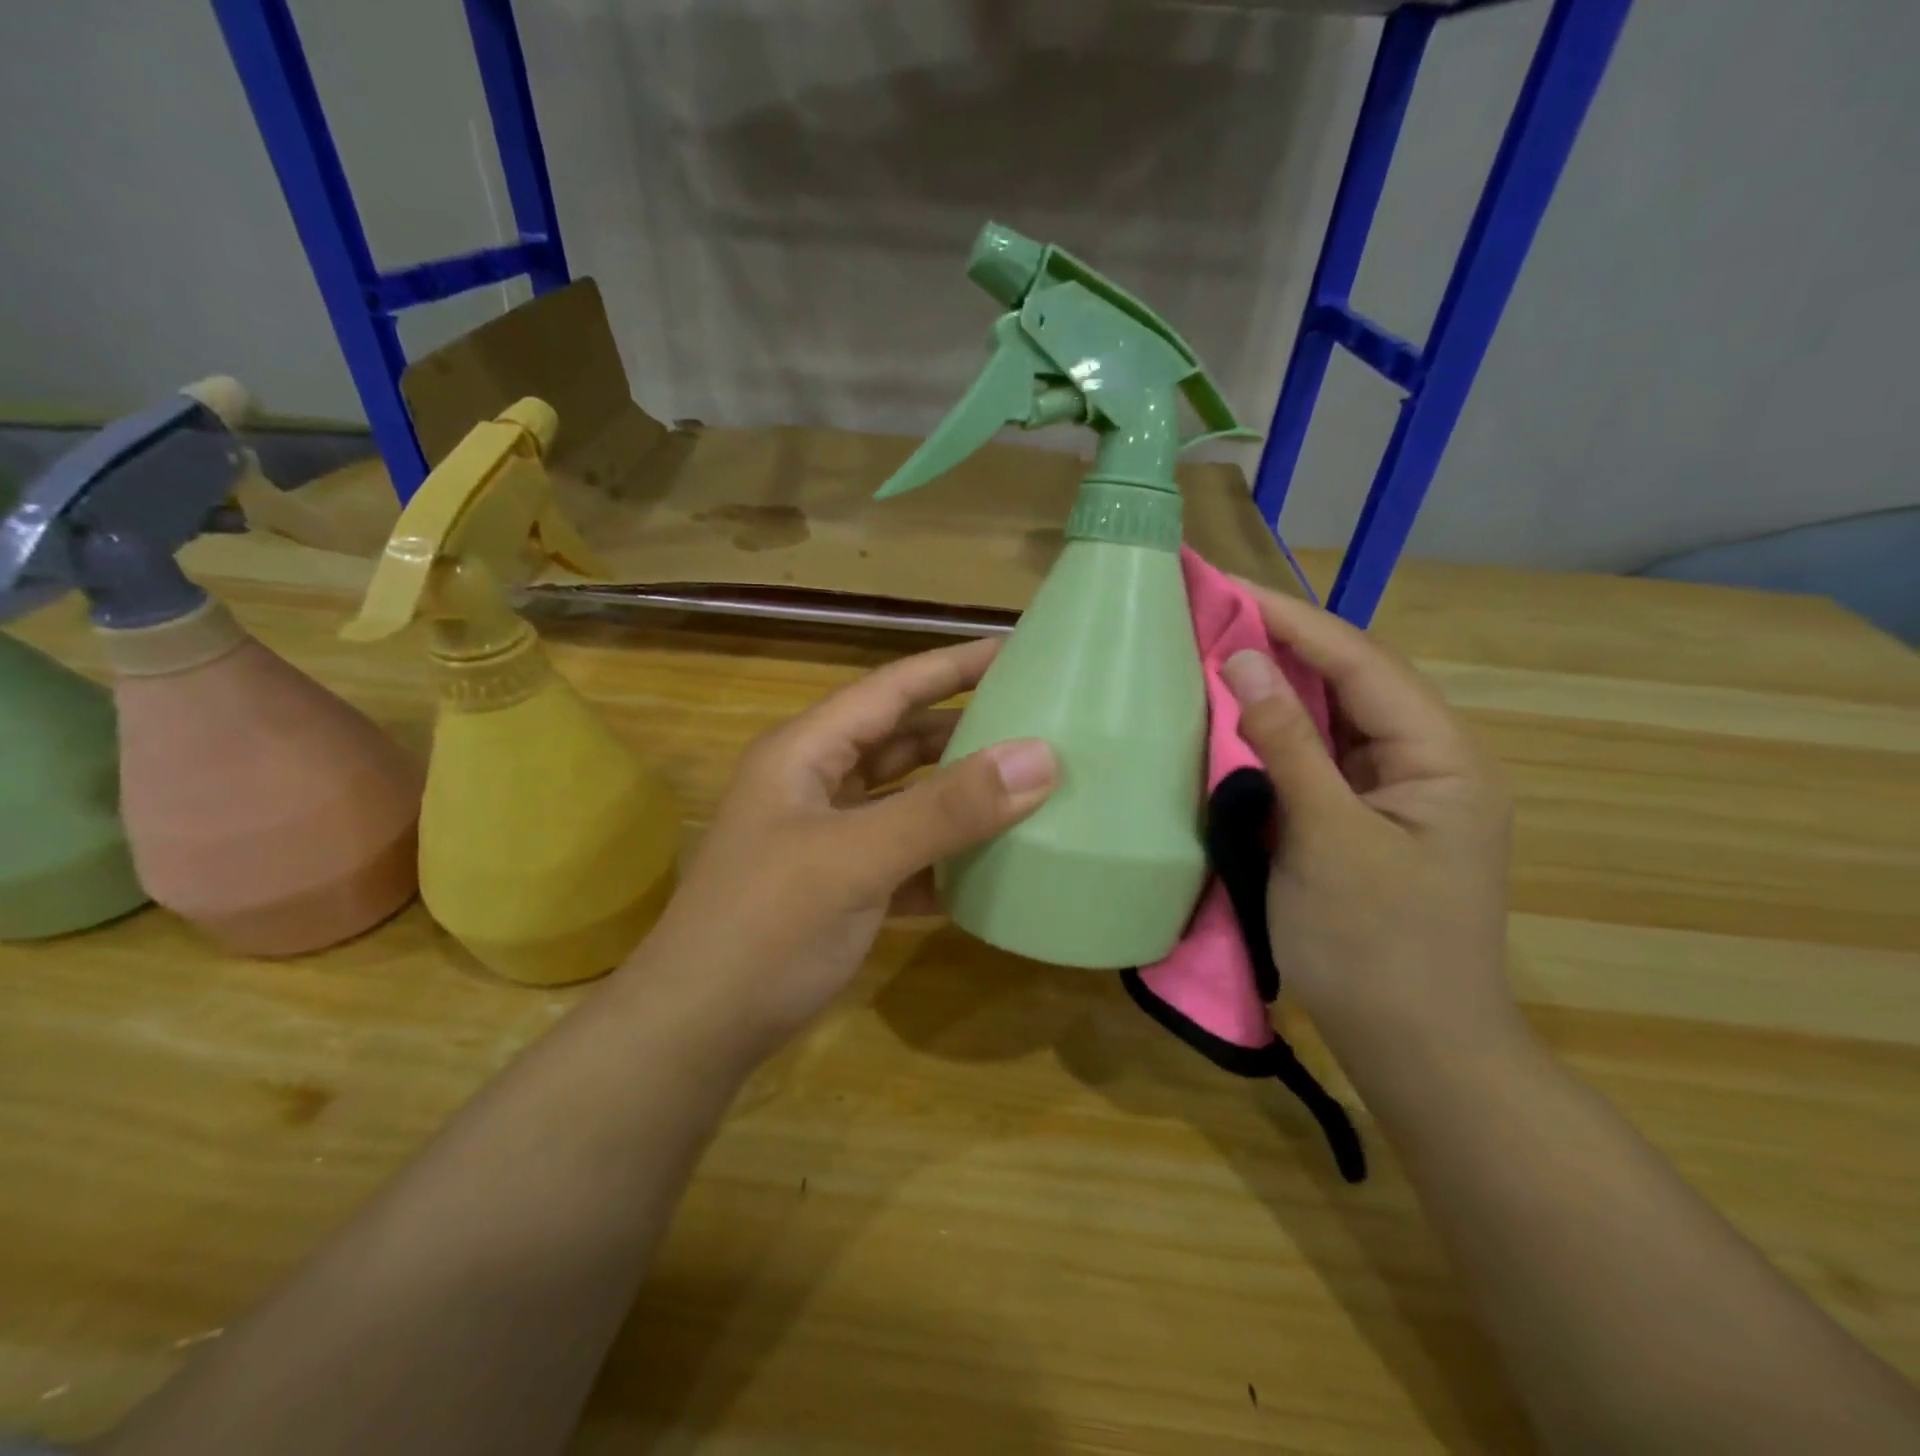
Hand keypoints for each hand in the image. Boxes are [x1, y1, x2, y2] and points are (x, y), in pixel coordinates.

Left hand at [639, 637, 1056, 1052]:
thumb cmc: (766, 928)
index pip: (891, 688)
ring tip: (1027, 785)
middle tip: (1035, 720)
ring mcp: (826, 837)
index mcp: (805, 752)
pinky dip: (944, 855)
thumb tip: (1040, 756)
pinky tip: (992, 864)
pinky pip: (905, 854)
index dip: (953, 666)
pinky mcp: (840, 886)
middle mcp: (815, 783)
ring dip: (958, 795)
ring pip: (905, 799)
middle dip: (963, 728)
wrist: (696, 1032)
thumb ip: (946, 809)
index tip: (1017, 650)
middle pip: (901, 740)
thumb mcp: (856, 860)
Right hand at [1220, 585, 1515, 1069]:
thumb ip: (1288, 744)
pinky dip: (1272, 735)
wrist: (1413, 1048)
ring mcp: (1391, 794)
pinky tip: (1231, 718)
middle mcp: (1423, 763)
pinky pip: (1314, 760)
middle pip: (1349, 682)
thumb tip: (1246, 658)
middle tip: (1210, 611)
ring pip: (1329, 719)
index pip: (1361, 663)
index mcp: (1441, 758)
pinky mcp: (1358, 820)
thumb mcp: (1329, 840)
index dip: (1293, 620)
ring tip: (1213, 648)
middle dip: (1282, 643)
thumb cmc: (1377, 947)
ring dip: (1274, 685)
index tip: (1226, 587)